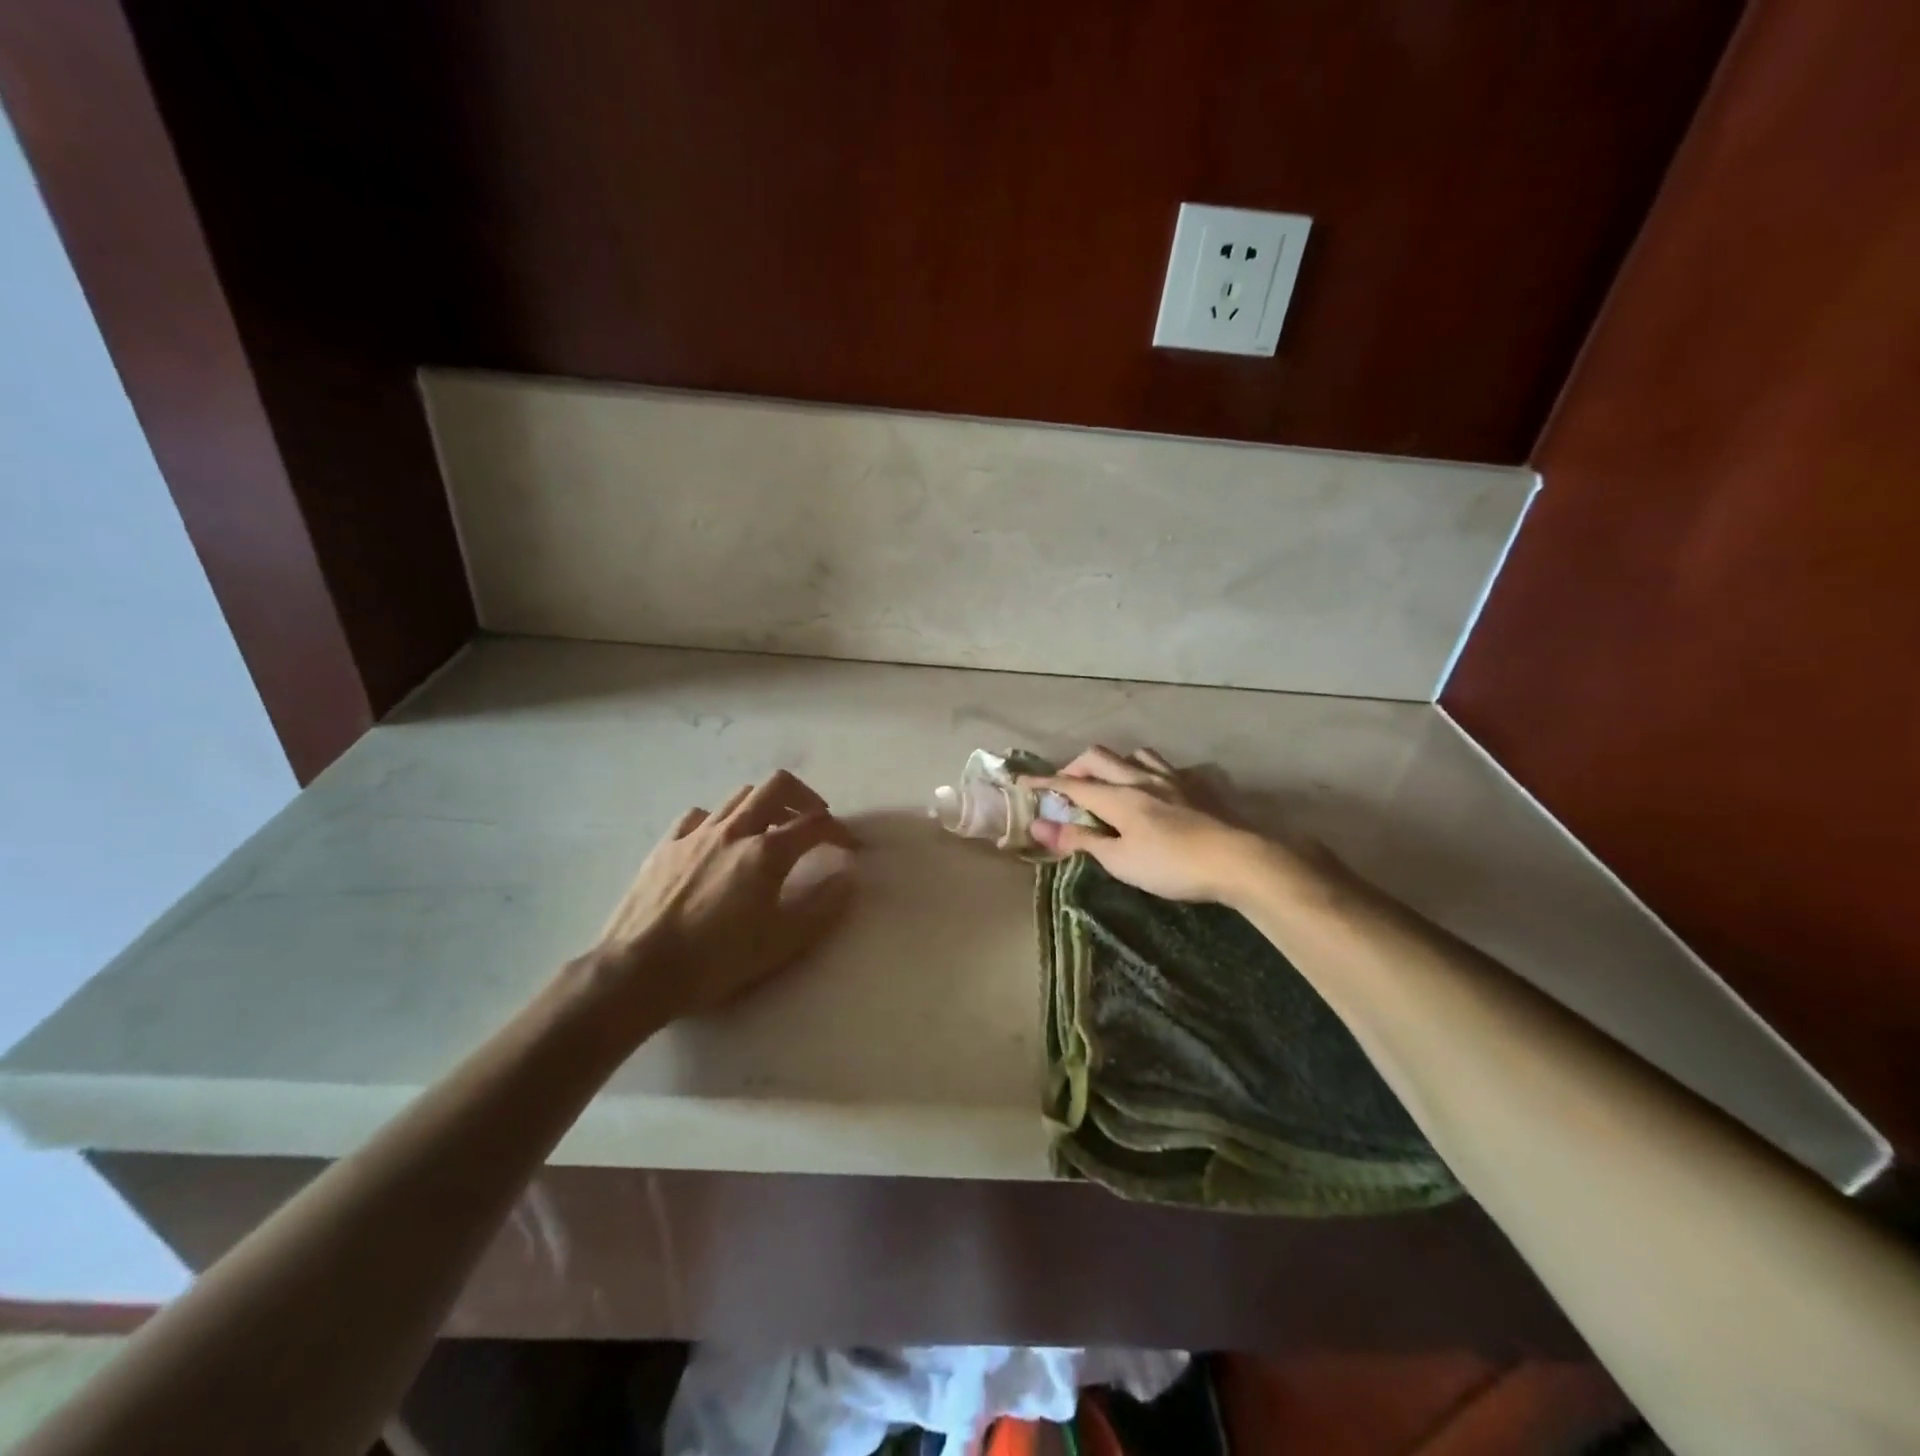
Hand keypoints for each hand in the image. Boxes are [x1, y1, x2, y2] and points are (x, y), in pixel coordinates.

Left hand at [582, 770, 858, 1024]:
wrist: (638, 971)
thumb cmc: (716, 960)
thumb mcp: (781, 942)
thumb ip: (822, 906)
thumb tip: (848, 876)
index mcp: (766, 852)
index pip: (815, 824)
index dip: (839, 831)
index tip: (849, 846)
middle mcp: (734, 830)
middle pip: (778, 786)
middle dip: (804, 797)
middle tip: (814, 821)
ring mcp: (696, 834)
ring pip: (739, 796)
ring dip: (764, 805)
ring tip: (770, 831)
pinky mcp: (665, 846)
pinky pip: (699, 816)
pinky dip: (720, 820)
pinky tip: (719, 841)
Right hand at [1024, 746, 1260, 902]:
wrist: (1237, 860)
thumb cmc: (1171, 866)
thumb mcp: (1119, 861)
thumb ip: (1080, 840)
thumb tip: (1039, 827)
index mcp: (1118, 797)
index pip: (1071, 784)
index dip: (1044, 783)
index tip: (1021, 783)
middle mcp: (1140, 778)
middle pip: (1098, 757)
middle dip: (1075, 767)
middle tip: (1067, 788)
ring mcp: (1172, 778)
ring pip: (1134, 754)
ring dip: (1114, 763)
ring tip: (1111, 784)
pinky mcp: (1197, 785)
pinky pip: (1165, 766)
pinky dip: (1147, 771)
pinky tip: (1155, 789)